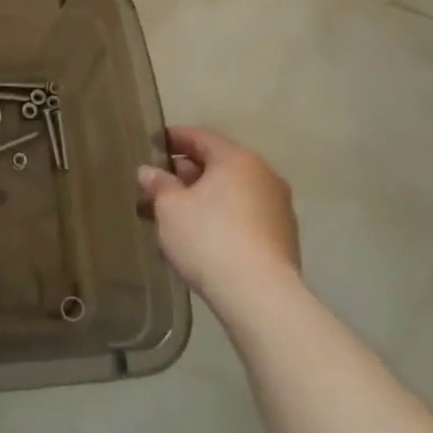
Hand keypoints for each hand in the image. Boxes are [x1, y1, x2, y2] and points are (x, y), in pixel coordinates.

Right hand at [138, 126, 299, 311]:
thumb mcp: (170, 208)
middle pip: (219, 163)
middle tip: (159, 185)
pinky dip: (223, 217)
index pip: (200, 136)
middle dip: (187, 172)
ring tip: (176, 214)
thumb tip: (149, 171)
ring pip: (232, 191)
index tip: (152, 144)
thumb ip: (159, 184)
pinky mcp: (283, 237)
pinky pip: (245, 215)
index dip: (173, 138)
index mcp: (237, 159)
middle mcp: (263, 175)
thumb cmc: (208, 239)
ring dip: (205, 197)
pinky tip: (202, 236)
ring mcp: (278, 206)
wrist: (260, 296)